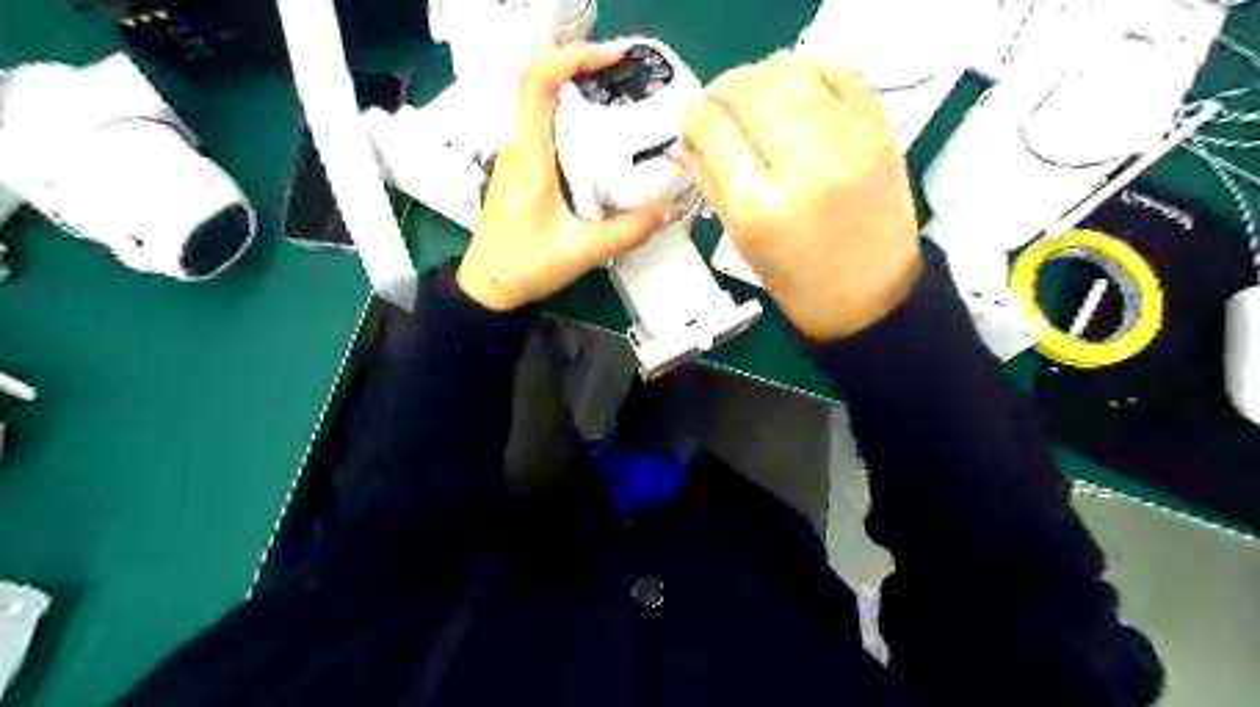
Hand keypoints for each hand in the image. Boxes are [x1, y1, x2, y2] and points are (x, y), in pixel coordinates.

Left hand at [459, 42, 679, 309]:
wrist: (487, 289)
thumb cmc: (526, 266)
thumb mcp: (584, 250)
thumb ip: (629, 231)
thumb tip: (672, 211)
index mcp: (530, 156)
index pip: (536, 82)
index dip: (571, 57)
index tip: (611, 59)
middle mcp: (517, 147)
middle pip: (541, 85)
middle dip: (583, 71)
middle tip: (627, 81)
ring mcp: (514, 157)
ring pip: (542, 106)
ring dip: (576, 95)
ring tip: (619, 103)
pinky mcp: (518, 170)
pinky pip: (543, 130)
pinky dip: (570, 120)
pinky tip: (598, 142)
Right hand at [675, 52, 922, 339]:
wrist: (872, 294)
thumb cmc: (798, 281)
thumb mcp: (742, 241)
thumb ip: (709, 184)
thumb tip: (683, 143)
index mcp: (760, 206)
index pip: (711, 129)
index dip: (693, 122)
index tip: (694, 132)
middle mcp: (802, 166)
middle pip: (747, 90)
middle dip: (721, 93)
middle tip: (720, 113)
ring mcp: (847, 140)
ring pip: (788, 70)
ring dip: (759, 78)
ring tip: (756, 102)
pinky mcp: (878, 128)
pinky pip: (837, 66)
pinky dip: (806, 67)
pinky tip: (793, 90)